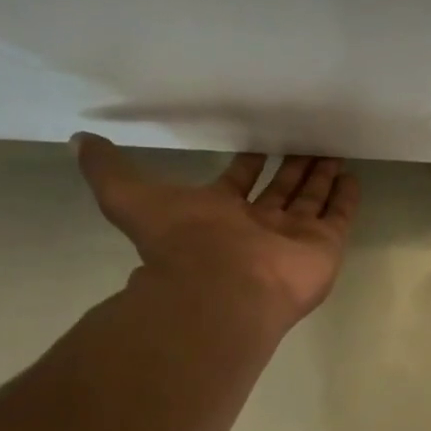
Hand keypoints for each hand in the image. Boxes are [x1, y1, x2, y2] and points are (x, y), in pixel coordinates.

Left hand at [75, 135, 358, 331]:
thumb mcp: (129, 197)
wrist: (221, 290)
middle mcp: (259, 227)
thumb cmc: (182, 243)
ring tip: (333, 150)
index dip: (249, 163)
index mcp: (221, 215)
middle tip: (307, 141)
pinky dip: (345, 198)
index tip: (260, 144)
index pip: (240, 183)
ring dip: (320, 177)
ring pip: (310, 200)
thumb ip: (108, 170)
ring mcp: (293, 239)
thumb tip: (79, 141)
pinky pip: (338, 217)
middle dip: (292, 166)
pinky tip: (351, 175)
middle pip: (281, 190)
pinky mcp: (323, 248)